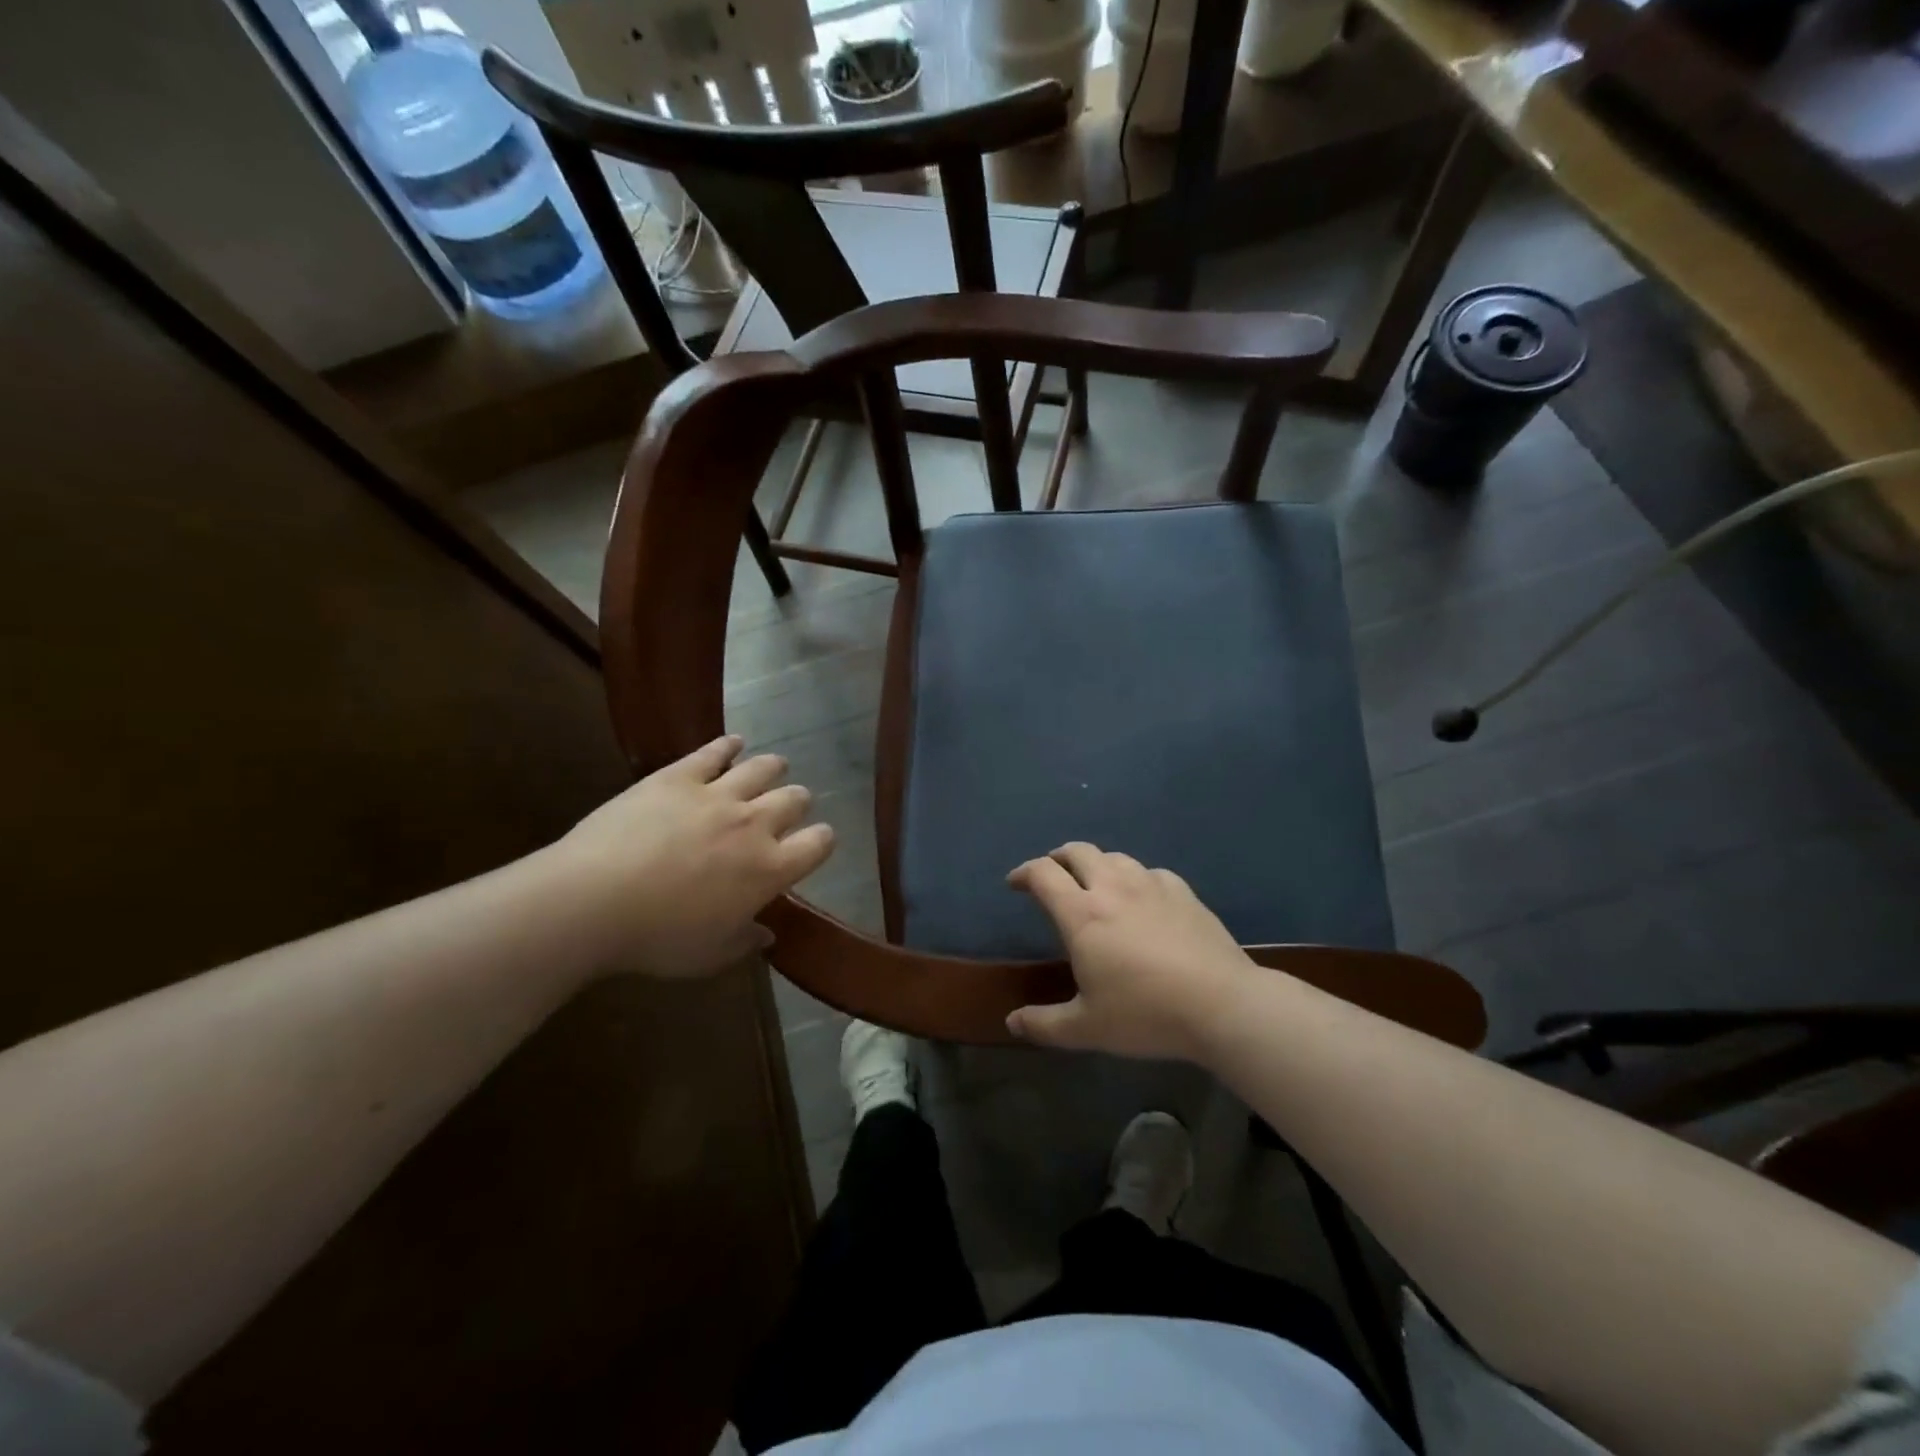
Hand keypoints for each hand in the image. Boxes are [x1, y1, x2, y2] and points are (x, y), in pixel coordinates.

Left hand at [549, 735, 834, 977]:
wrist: (595, 900)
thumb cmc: (657, 938)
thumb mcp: (708, 955)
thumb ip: (744, 941)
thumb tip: (766, 934)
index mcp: (769, 869)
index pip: (817, 844)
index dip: (822, 841)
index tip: (817, 842)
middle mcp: (754, 824)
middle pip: (794, 799)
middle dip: (798, 801)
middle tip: (791, 805)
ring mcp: (717, 795)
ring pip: (762, 768)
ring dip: (773, 768)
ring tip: (775, 766)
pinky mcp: (679, 776)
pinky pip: (713, 752)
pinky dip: (728, 745)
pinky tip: (733, 742)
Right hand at [1005, 843, 1256, 1060]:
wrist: (1221, 1004)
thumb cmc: (1145, 1014)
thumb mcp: (1087, 1029)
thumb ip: (1044, 1024)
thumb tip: (1012, 1022)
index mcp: (1082, 914)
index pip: (1043, 874)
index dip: (1024, 872)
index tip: (1015, 883)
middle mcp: (1113, 888)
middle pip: (1078, 852)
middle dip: (1058, 858)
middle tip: (1053, 876)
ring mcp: (1151, 885)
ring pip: (1115, 857)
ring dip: (1096, 864)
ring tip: (1094, 883)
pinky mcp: (1183, 892)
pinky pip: (1150, 872)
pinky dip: (1135, 878)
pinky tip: (1142, 897)